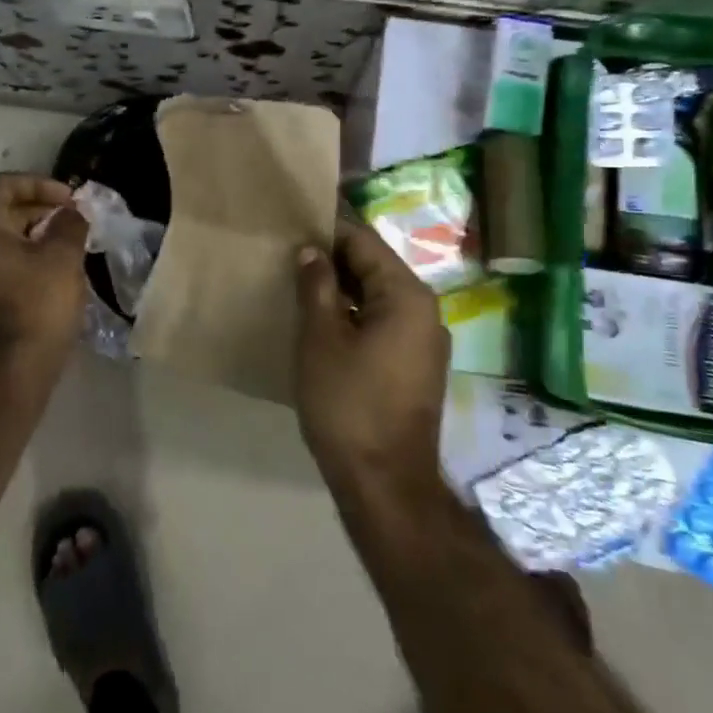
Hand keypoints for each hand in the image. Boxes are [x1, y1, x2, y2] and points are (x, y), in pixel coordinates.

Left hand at [0, 173, 89, 367]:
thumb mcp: (63, 257)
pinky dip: (25, 257)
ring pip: (1, 239)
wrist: (11, 371)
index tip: (70, 200)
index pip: (4, 185)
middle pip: (1, 211)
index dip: (40, 183)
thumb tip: (70, 214)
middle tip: (75, 221)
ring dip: (35, 234)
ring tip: (69, 246)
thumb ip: (69, 225)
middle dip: (41, 209)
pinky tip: (54, 271)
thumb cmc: (37, 305)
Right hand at [294, 219, 448, 498]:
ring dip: (341, 290)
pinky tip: (321, 323)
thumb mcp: (321, 338)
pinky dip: (354, 316)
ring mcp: (424, 341)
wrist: (385, 483)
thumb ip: (316, 285)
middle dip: (332, 260)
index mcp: (407, 295)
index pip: (364, 242)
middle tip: (287, 258)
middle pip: (374, 267)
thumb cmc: (349, 403)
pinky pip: (382, 323)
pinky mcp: (415, 366)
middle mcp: (425, 310)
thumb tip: (311, 251)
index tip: (290, 228)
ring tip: (298, 287)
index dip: (326, 232)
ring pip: (377, 297)